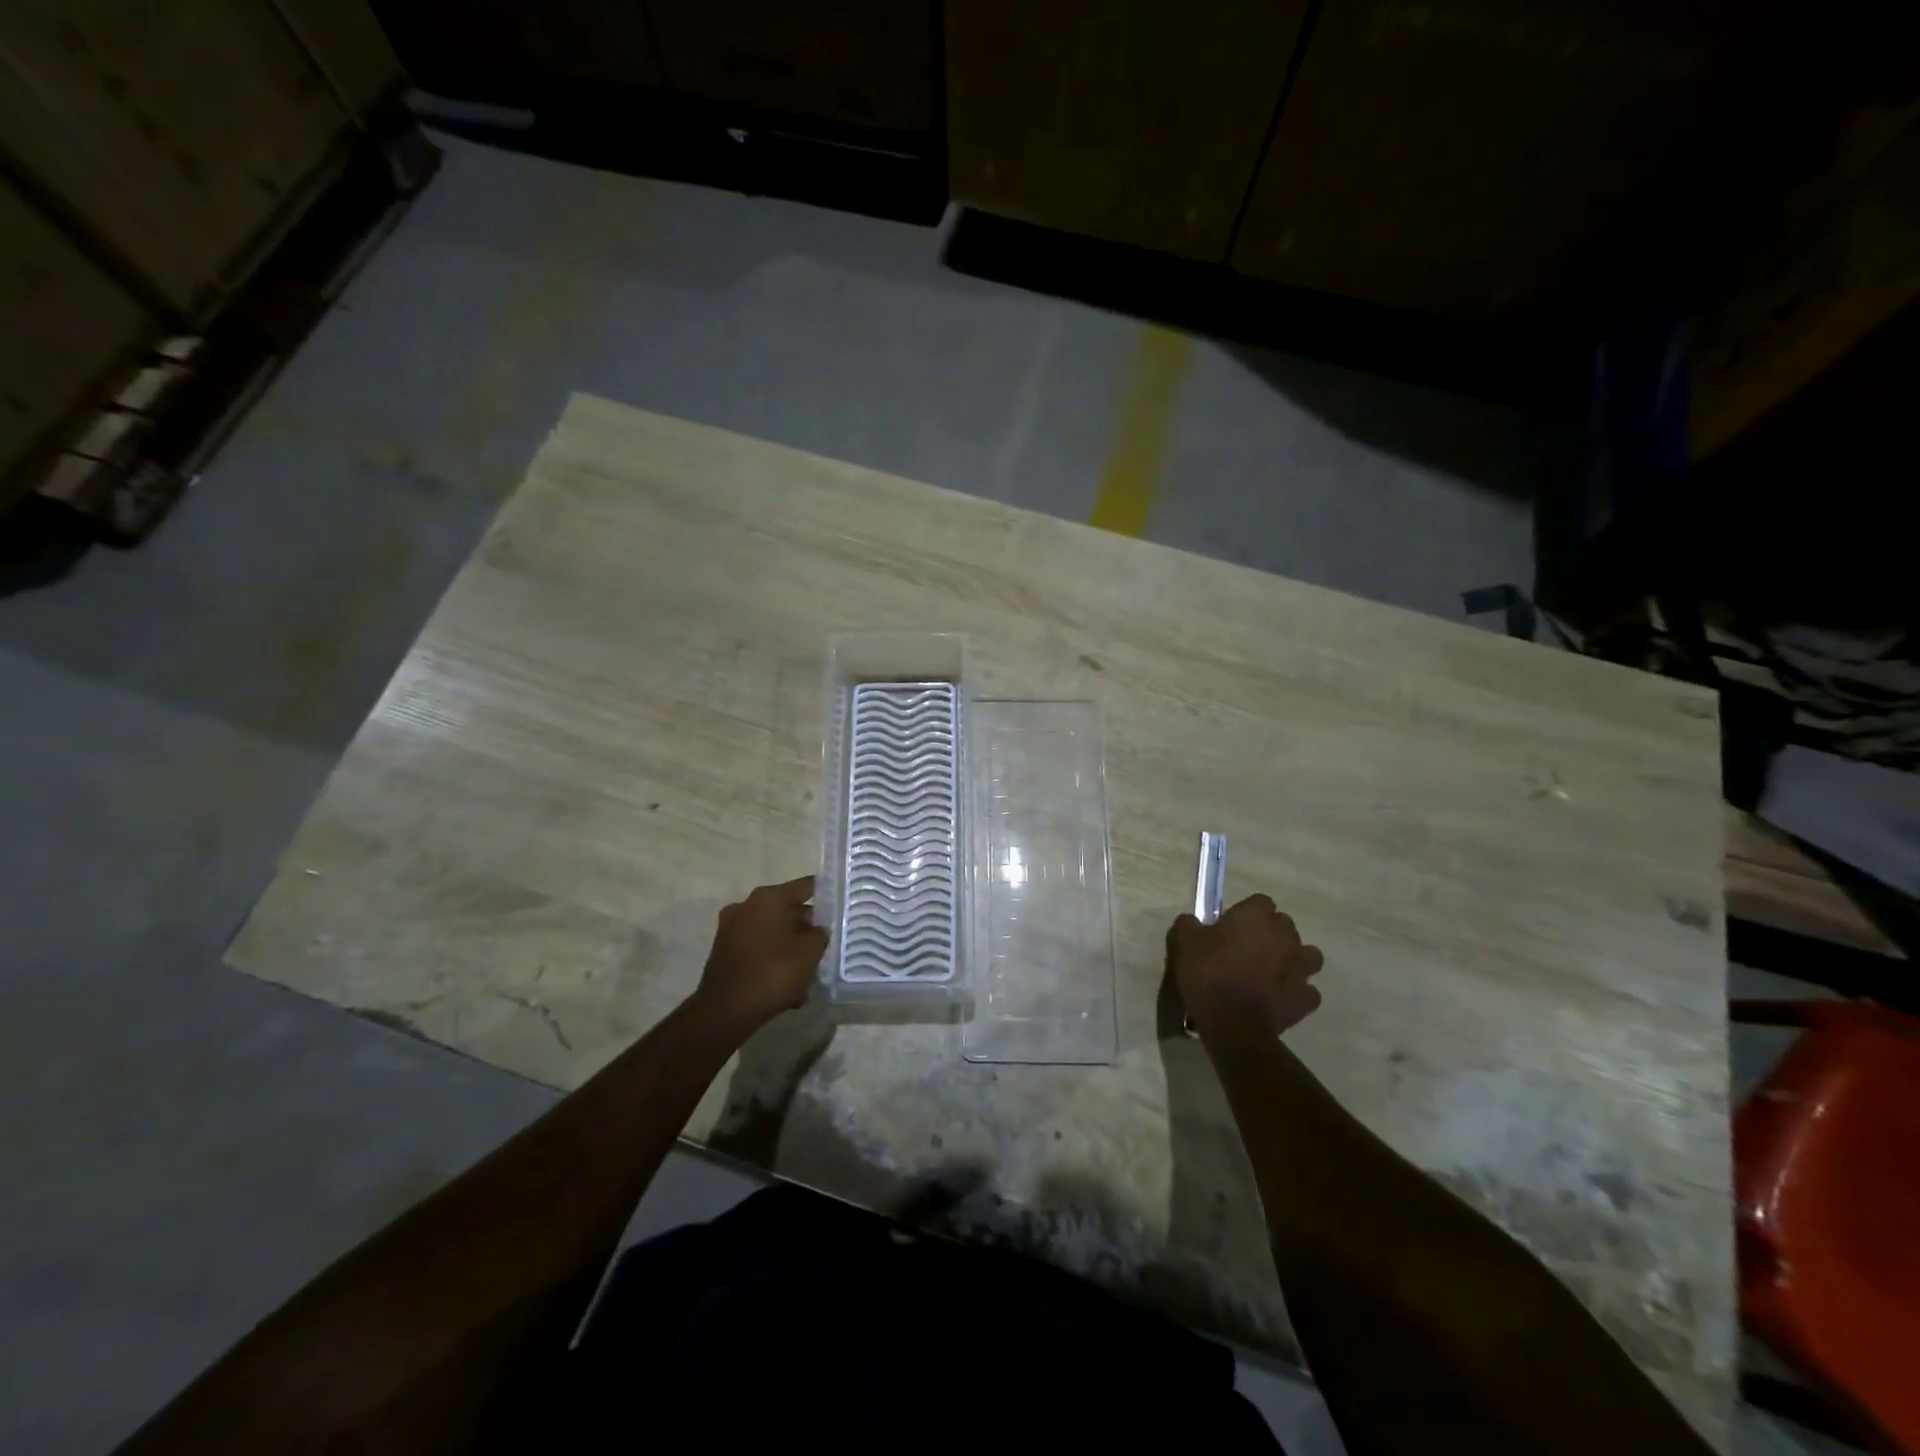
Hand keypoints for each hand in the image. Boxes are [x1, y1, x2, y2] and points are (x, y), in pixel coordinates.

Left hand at [689, 876, 829, 1039]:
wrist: (725, 1011)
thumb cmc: (773, 973)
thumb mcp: (810, 952)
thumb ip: (820, 933)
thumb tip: (817, 929)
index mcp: (769, 898)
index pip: (805, 886)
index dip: (826, 894)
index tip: (840, 905)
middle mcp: (747, 905)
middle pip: (786, 908)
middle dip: (806, 925)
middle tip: (826, 940)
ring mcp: (731, 928)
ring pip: (771, 930)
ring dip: (789, 944)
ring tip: (807, 968)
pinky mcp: (724, 951)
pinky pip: (757, 948)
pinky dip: (772, 958)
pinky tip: (787, 982)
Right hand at [1168, 894, 1323, 1042]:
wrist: (1232, 1025)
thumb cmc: (1208, 975)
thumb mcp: (1184, 942)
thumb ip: (1189, 924)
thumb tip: (1193, 921)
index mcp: (1258, 916)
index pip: (1260, 901)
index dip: (1245, 913)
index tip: (1230, 927)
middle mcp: (1286, 936)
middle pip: (1284, 925)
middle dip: (1270, 933)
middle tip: (1247, 949)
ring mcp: (1301, 968)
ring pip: (1307, 955)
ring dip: (1293, 959)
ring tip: (1272, 971)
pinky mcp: (1306, 998)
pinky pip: (1307, 990)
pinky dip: (1297, 992)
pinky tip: (1280, 997)